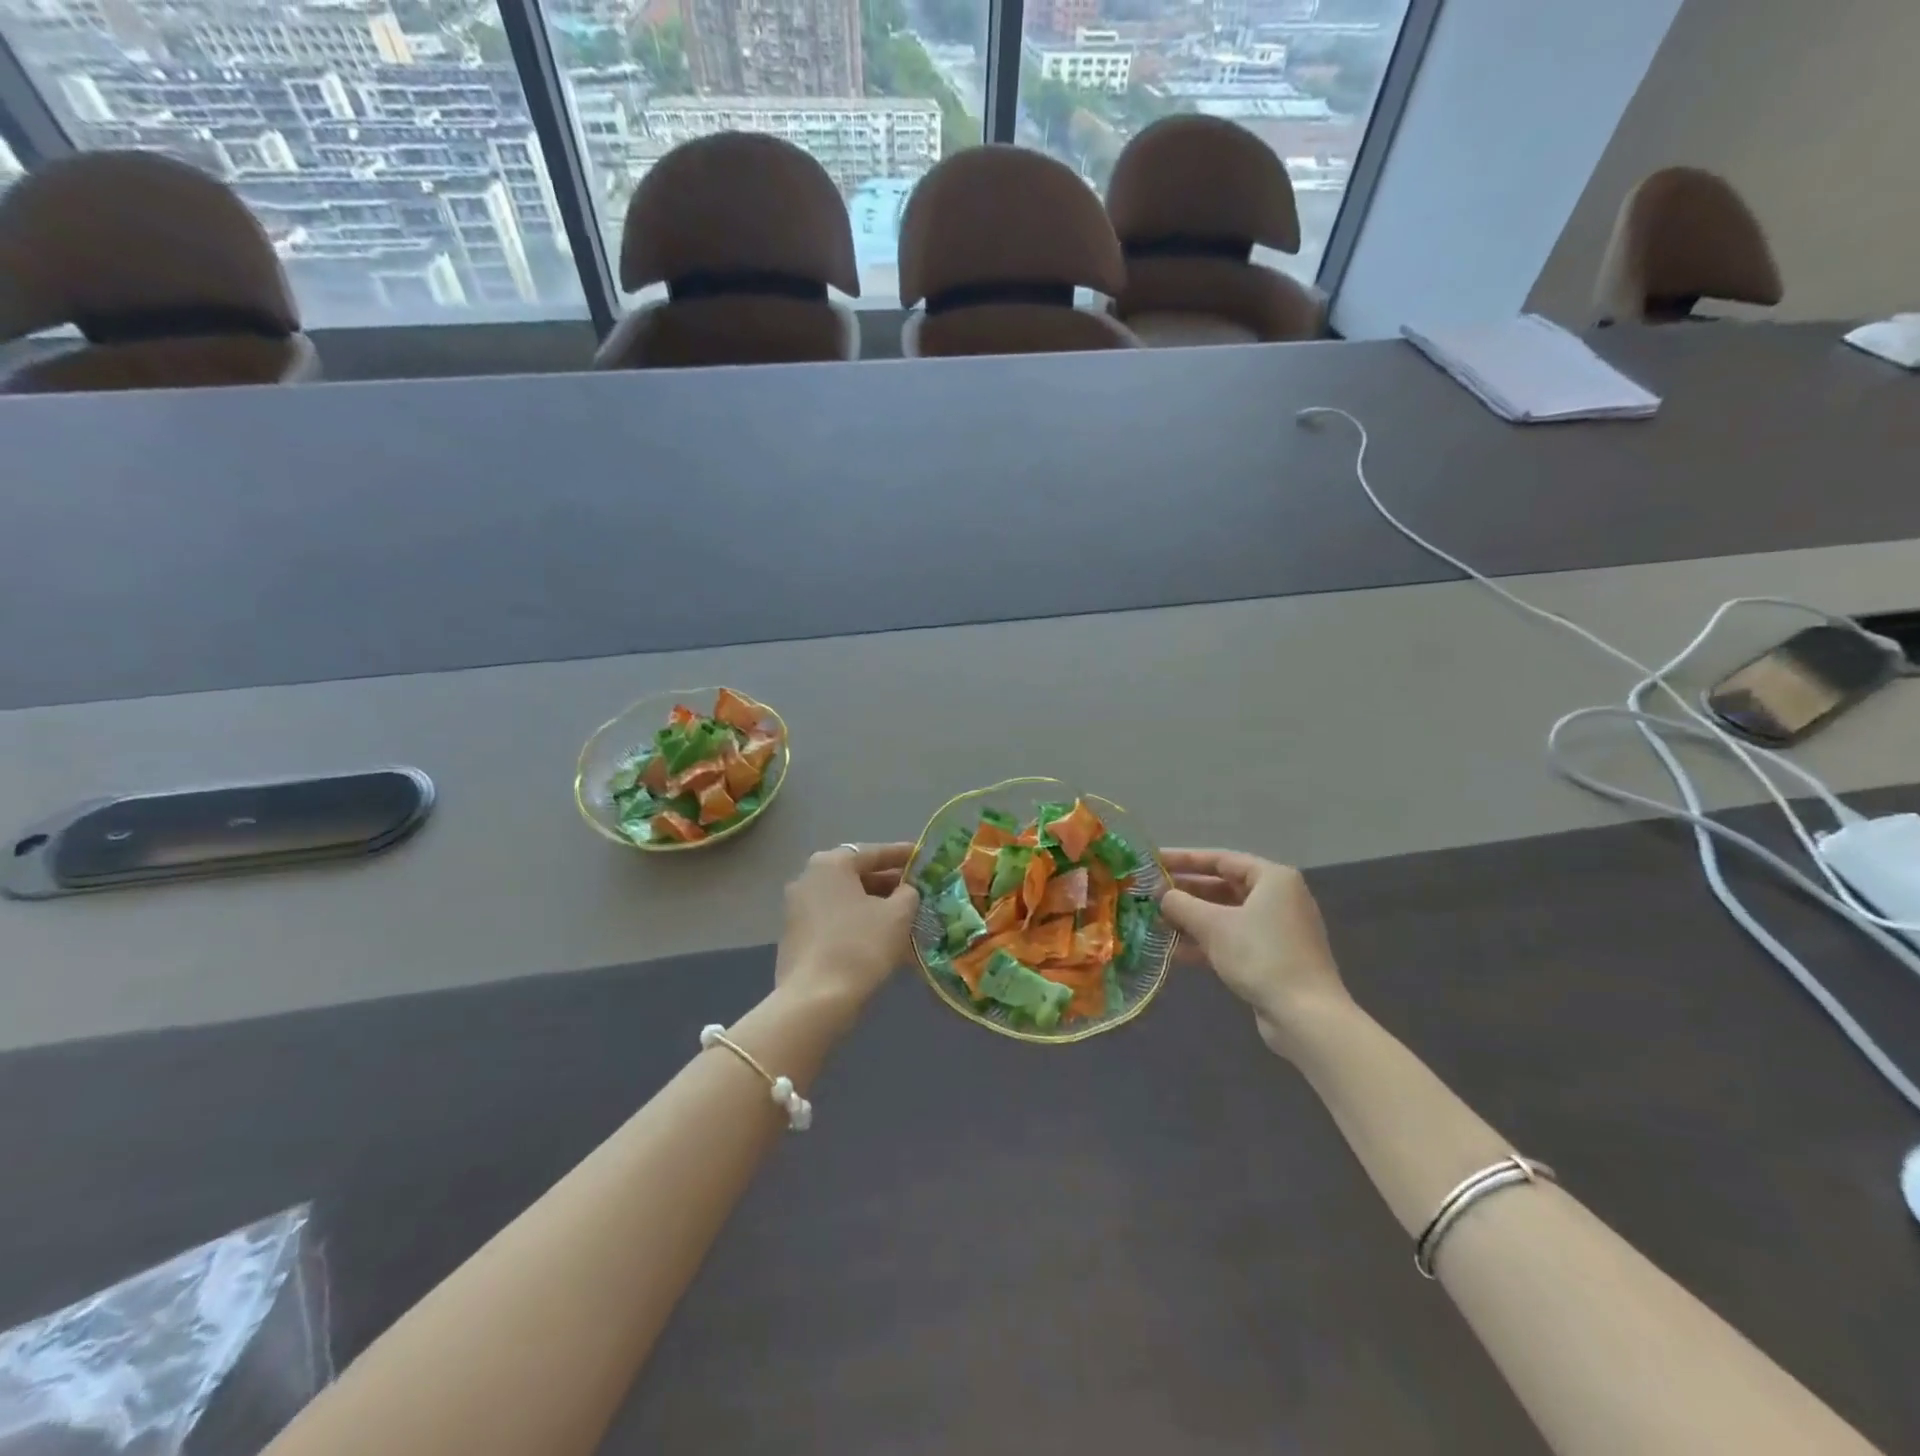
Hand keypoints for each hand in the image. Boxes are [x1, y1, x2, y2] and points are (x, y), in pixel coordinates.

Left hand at [774, 843, 920, 1012]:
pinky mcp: (794, 937)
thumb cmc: (860, 946)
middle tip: (915, 891)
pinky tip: (879, 939)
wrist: (815, 1000)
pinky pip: (834, 921)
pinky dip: (857, 924)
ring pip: (845, 900)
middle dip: (887, 884)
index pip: (873, 853)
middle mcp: (808, 878)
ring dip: (874, 907)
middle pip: (856, 876)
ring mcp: (796, 909)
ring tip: (903, 918)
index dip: (901, 855)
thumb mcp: (897, 915)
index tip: (921, 857)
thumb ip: (908, 893)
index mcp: (831, 864)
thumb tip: (905, 890)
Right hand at [1158, 850, 1351, 1054]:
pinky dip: (1206, 942)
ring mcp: (1276, 930)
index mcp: (1272, 879)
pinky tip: (1175, 951)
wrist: (1306, 1017)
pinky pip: (1233, 939)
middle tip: (1149, 894)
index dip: (1183, 859)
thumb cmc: (1260, 956)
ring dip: (1191, 919)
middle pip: (1222, 887)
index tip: (1153, 862)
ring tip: (1156, 922)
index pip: (1220, 859)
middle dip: (1185, 893)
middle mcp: (1278, 898)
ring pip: (1225, 916)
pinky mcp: (1272, 957)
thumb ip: (1181, 904)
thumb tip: (1161, 895)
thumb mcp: (1213, 925)